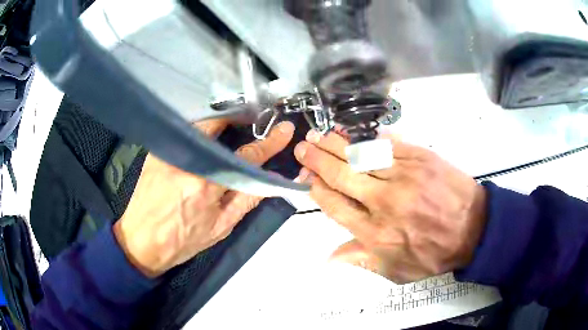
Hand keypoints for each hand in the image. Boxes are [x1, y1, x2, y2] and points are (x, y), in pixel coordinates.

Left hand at [113, 120, 294, 277]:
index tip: (284, 130)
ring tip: (229, 131)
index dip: (269, 143)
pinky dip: (198, 132)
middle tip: (250, 122)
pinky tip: (203, 140)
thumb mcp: (220, 228)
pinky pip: (183, 133)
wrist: (140, 241)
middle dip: (237, 120)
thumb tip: (271, 181)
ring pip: (199, 126)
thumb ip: (247, 201)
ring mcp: (167, 153)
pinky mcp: (155, 151)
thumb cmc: (182, 241)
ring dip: (218, 125)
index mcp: (206, 186)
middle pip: (218, 126)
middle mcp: (186, 163)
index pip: (246, 157)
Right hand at [294, 130, 486, 283]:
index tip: (309, 181)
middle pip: (342, 176)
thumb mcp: (398, 270)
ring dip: (336, 145)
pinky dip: (369, 140)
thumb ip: (362, 260)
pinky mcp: (421, 158)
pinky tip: (356, 136)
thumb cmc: (436, 253)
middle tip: (303, 148)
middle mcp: (385, 202)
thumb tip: (328, 259)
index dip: (318, 191)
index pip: (335, 206)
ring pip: (361, 156)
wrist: (475, 229)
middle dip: (317, 161)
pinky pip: (388, 145)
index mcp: (376, 233)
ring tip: (320, 137)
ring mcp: (404, 176)